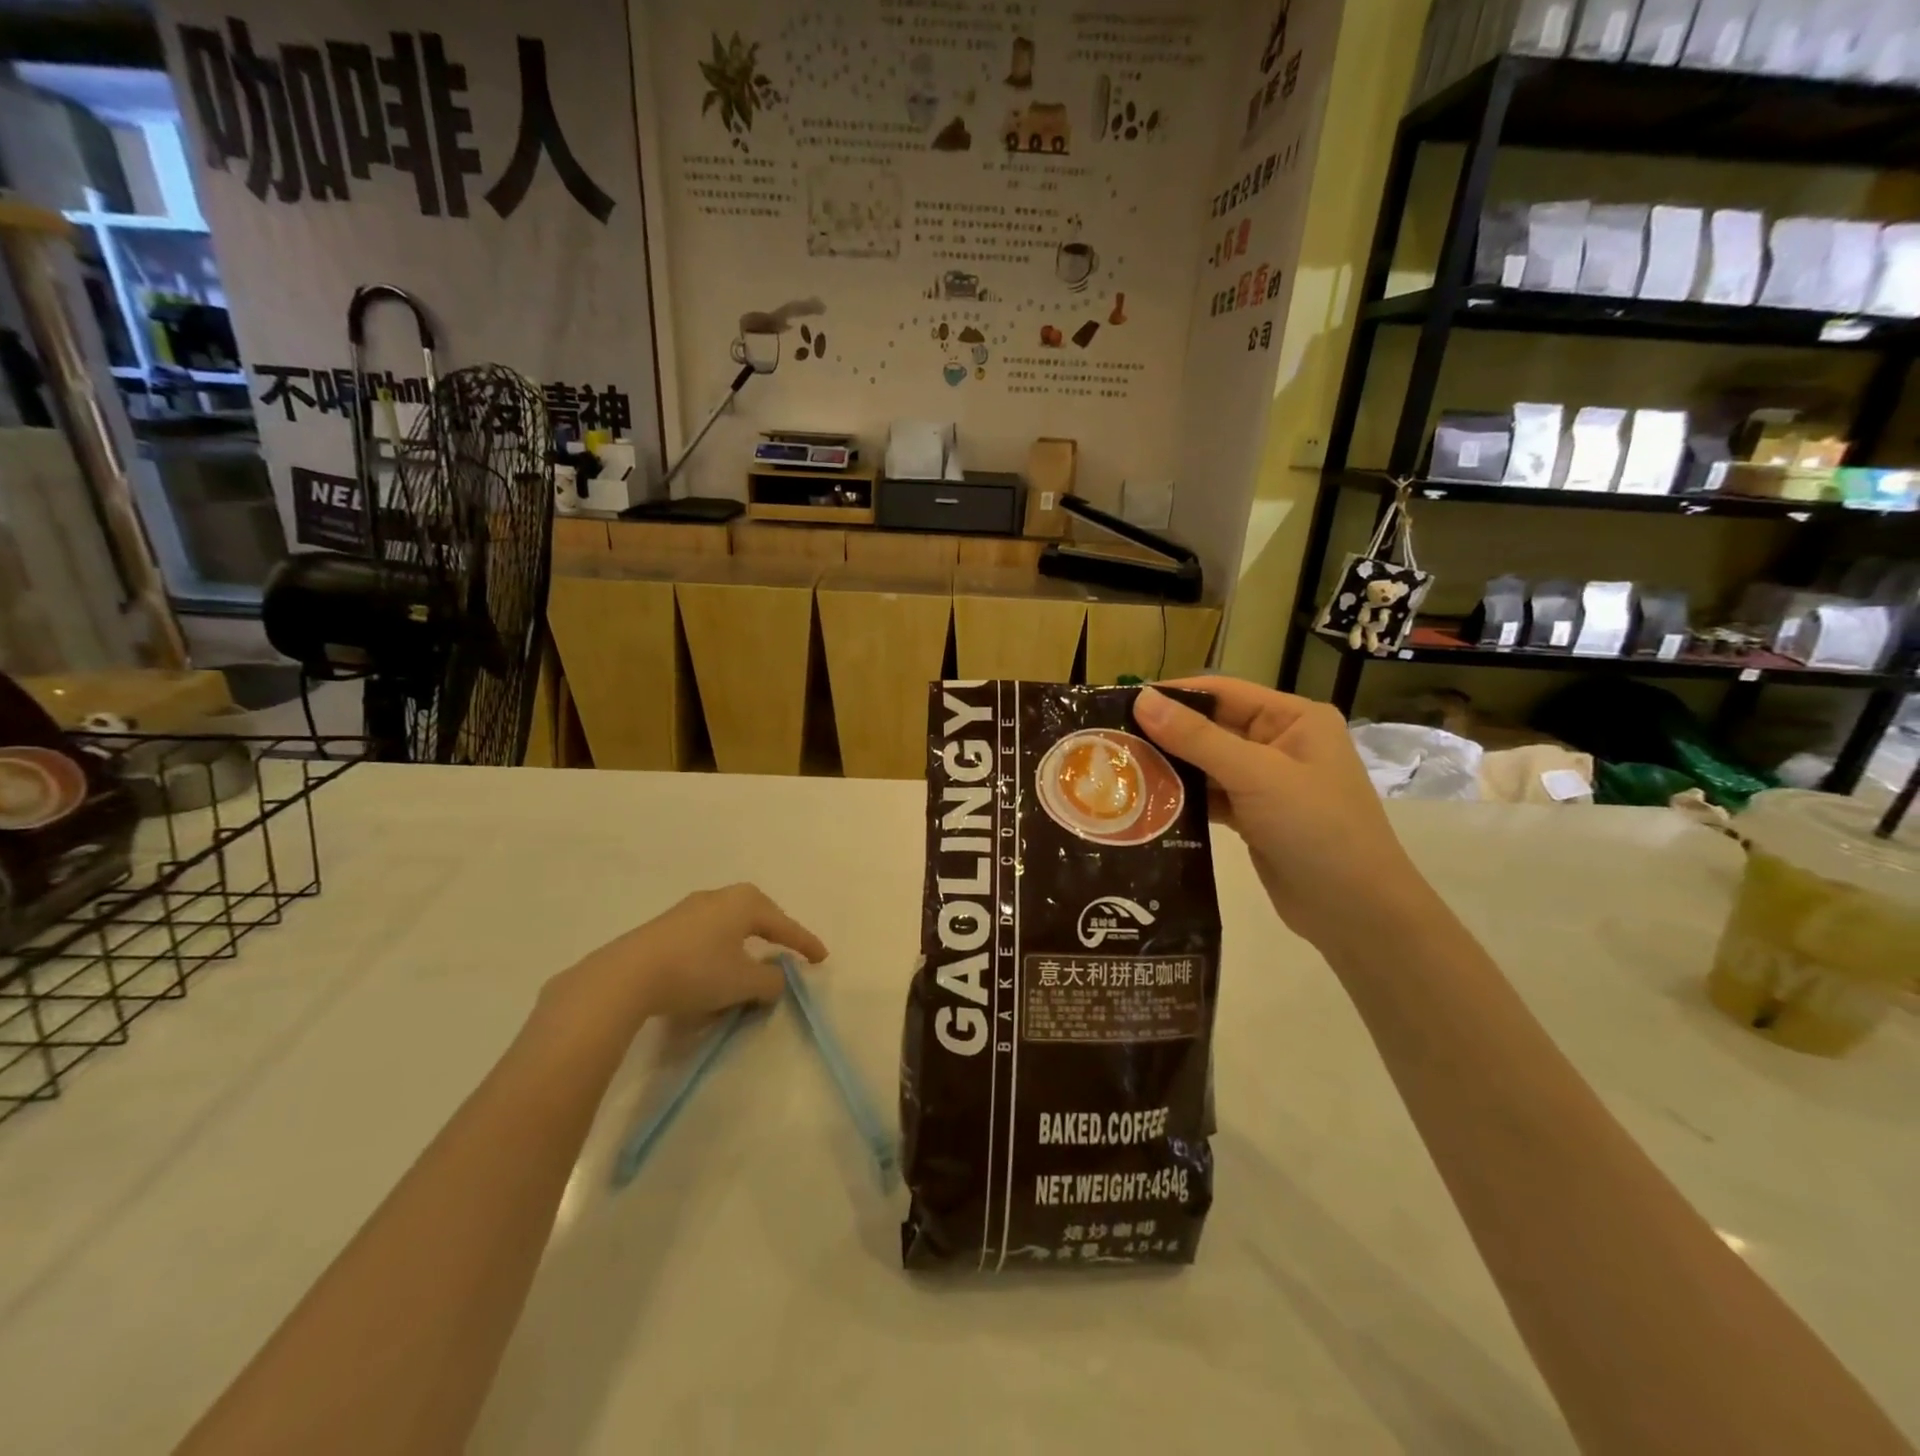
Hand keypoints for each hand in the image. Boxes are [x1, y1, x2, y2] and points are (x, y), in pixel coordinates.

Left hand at [542, 883, 827, 1028]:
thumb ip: (770, 980)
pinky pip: (707, 933)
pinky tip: (715, 966)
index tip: (822, 958)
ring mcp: (689, 909)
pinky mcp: (665, 927)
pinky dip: (720, 948)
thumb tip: (776, 978)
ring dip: (744, 941)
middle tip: (788, 948)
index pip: (784, 925)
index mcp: (744, 903)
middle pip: (757, 913)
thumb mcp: (743, 982)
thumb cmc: (697, 971)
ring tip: (751, 960)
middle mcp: (719, 897)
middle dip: (774, 931)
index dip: (805, 943)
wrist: (627, 976)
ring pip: (729, 923)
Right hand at [1132, 680, 1432, 955]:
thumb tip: (1142, 699)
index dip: (1173, 694)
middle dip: (1165, 735)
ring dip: (1170, 769)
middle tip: (1111, 742)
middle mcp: (1281, 744)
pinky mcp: (1255, 817)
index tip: (1121, 703)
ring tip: (1120, 771)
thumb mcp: (1256, 775)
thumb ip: (1197, 738)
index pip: (1223, 692)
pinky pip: (1211, 797)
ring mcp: (1268, 783)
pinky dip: (1183, 799)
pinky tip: (1147, 803)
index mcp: (1294, 719)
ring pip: (1207, 765)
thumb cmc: (1316, 828)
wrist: (1357, 912)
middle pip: (1212, 728)